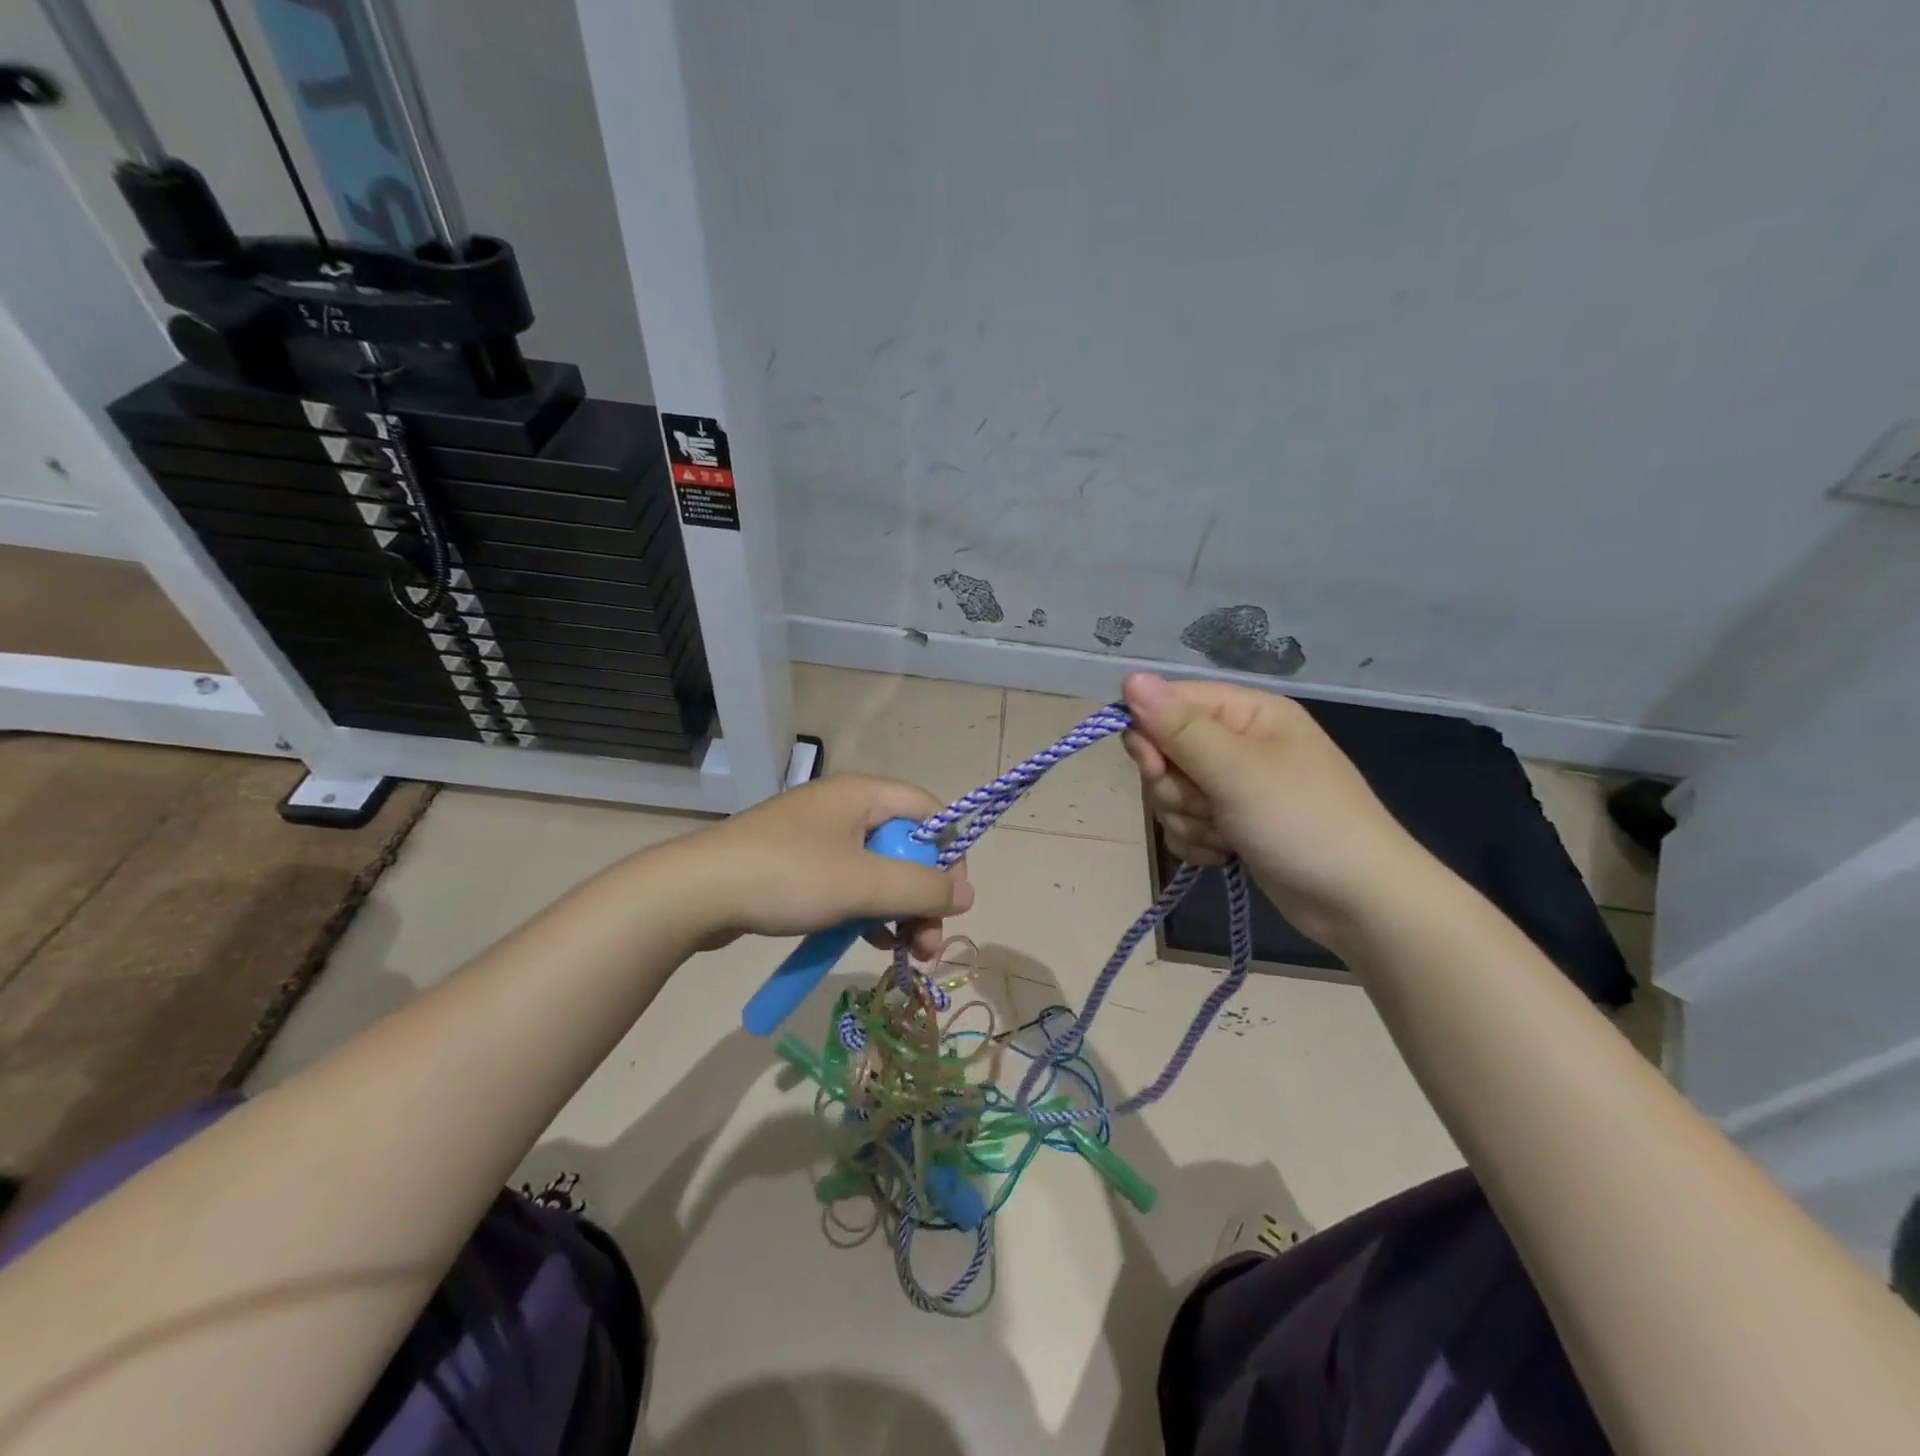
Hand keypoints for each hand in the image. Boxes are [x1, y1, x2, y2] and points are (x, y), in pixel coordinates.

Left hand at [671, 775, 971, 957]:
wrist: (694, 894)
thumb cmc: (788, 877)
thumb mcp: (863, 883)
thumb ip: (922, 888)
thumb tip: (967, 894)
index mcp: (863, 795)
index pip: (929, 812)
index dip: (948, 854)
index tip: (950, 900)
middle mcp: (844, 808)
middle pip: (906, 848)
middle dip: (923, 897)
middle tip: (929, 946)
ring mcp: (817, 838)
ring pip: (877, 872)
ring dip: (899, 912)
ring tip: (907, 955)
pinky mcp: (797, 866)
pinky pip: (847, 885)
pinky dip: (866, 912)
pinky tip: (872, 943)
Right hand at [1122, 673, 1424, 946]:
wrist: (1358, 903)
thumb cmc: (1302, 823)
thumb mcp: (1236, 770)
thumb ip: (1178, 727)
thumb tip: (1130, 677)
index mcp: (1248, 712)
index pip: (1171, 702)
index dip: (1150, 733)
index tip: (1153, 767)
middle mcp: (1239, 741)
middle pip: (1165, 751)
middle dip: (1174, 788)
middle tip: (1207, 807)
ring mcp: (1236, 785)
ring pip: (1171, 792)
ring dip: (1187, 819)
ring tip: (1225, 836)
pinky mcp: (1233, 822)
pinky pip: (1186, 822)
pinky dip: (1198, 841)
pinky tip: (1225, 854)